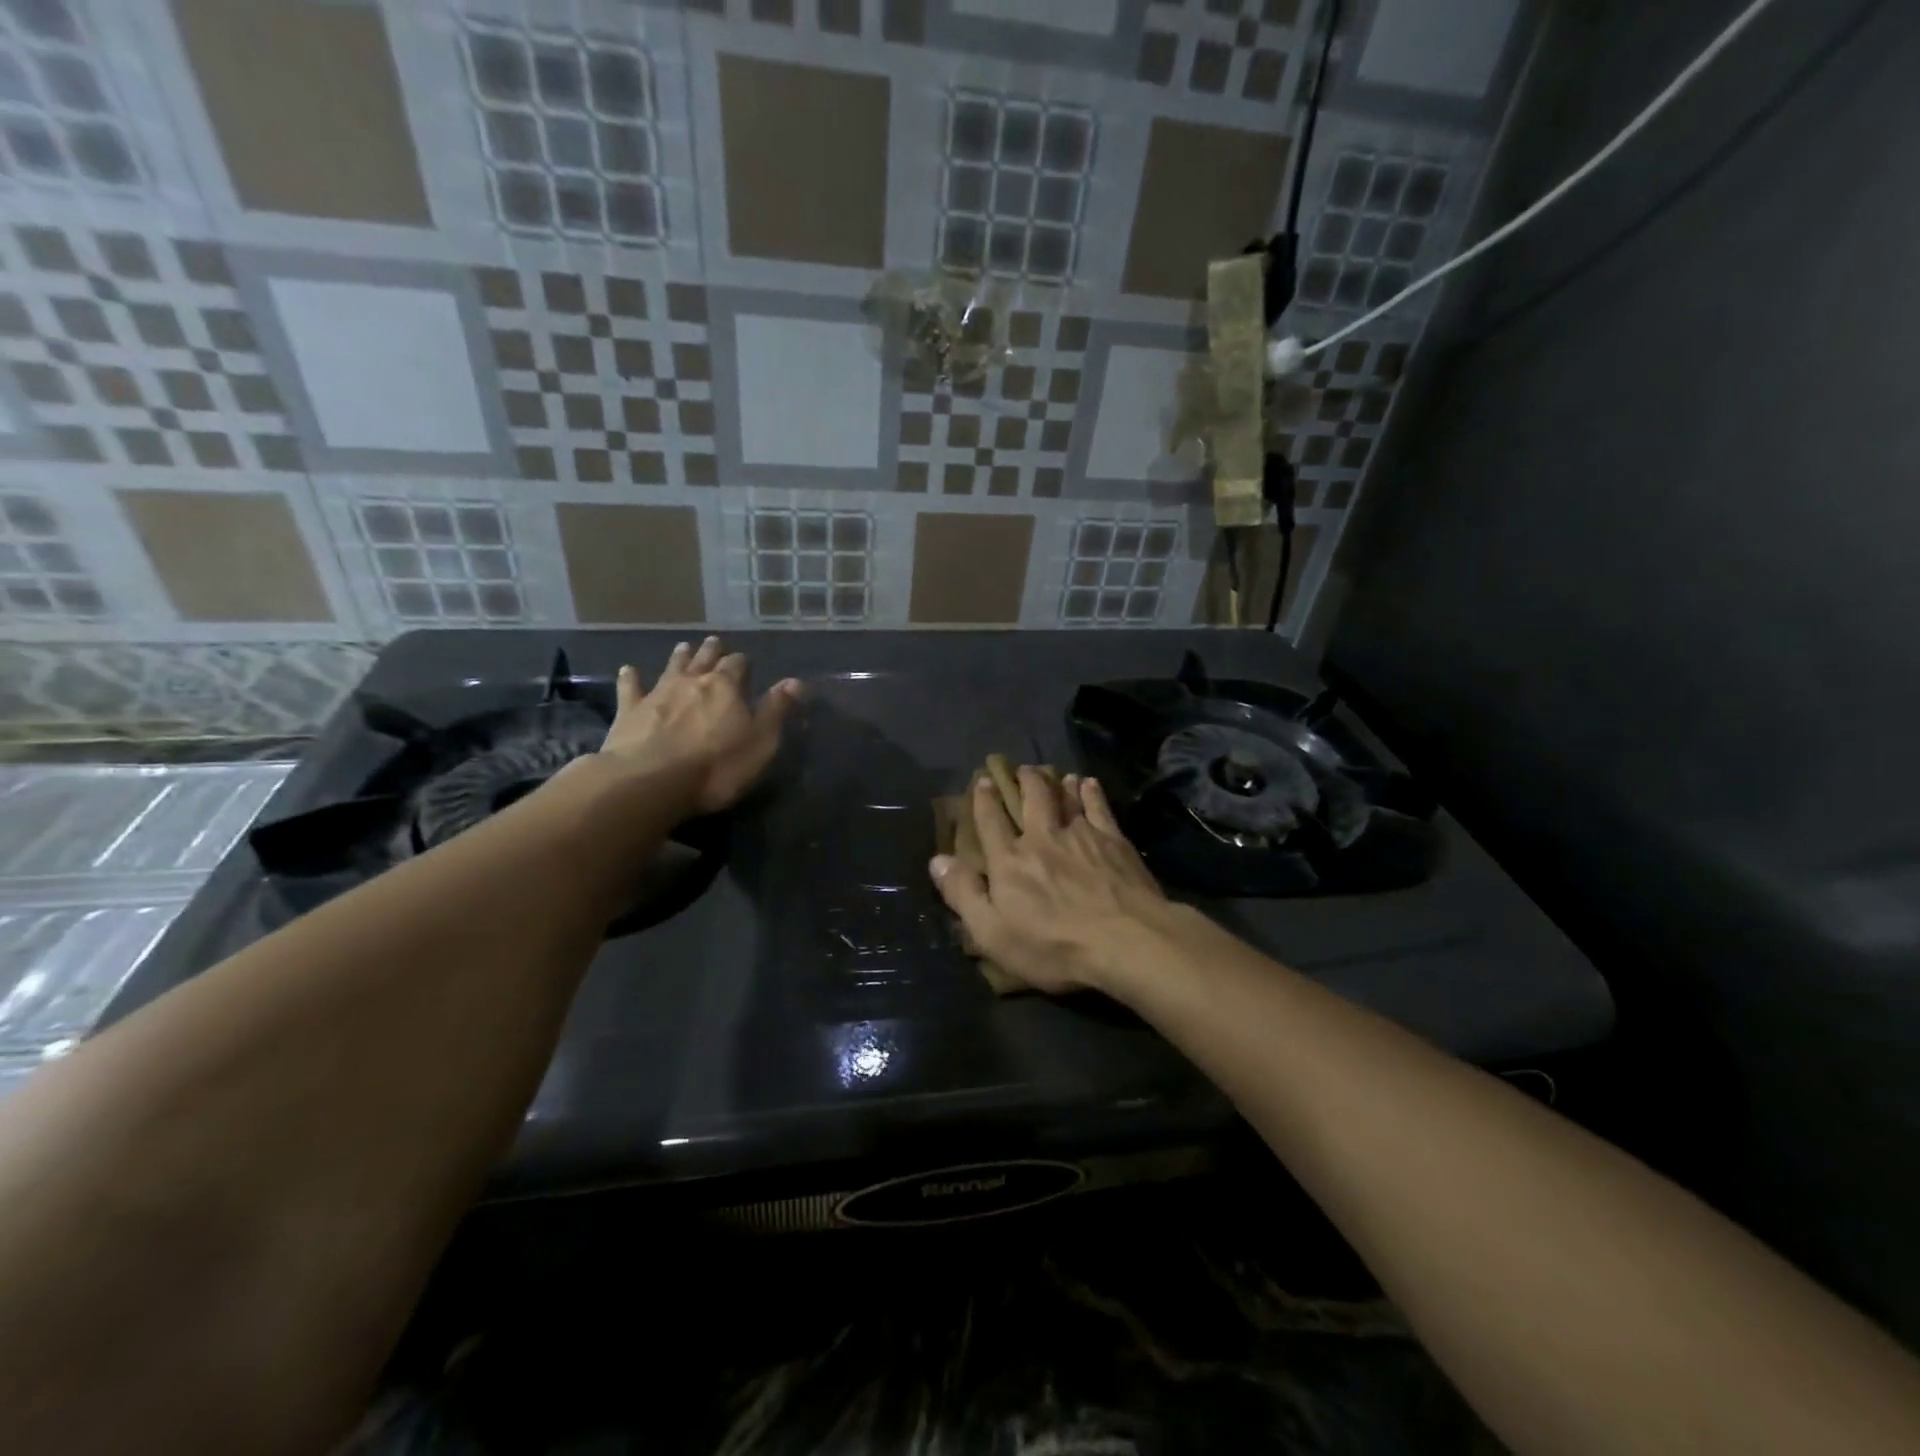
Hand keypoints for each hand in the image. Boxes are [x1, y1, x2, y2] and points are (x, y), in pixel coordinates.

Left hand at [599, 637, 799, 816]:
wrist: (651, 781)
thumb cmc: (717, 766)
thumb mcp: (760, 742)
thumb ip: (776, 710)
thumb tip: (795, 682)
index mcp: (726, 687)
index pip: (737, 665)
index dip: (742, 663)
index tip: (745, 663)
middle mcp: (692, 681)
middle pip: (704, 660)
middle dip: (711, 651)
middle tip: (714, 642)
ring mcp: (658, 693)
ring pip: (671, 667)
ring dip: (679, 657)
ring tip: (683, 646)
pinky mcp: (630, 711)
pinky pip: (631, 688)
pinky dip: (631, 678)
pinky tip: (628, 670)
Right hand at [929, 767, 1169, 993]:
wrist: (1125, 940)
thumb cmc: (1054, 946)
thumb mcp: (994, 933)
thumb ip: (964, 895)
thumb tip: (937, 860)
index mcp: (1010, 861)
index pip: (991, 822)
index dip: (985, 800)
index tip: (984, 781)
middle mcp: (1042, 838)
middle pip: (1032, 799)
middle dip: (1024, 780)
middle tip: (1023, 768)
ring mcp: (1081, 835)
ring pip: (1066, 798)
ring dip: (1058, 783)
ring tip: (1056, 773)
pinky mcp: (1113, 840)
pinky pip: (1098, 807)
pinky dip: (1091, 793)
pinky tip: (1089, 784)